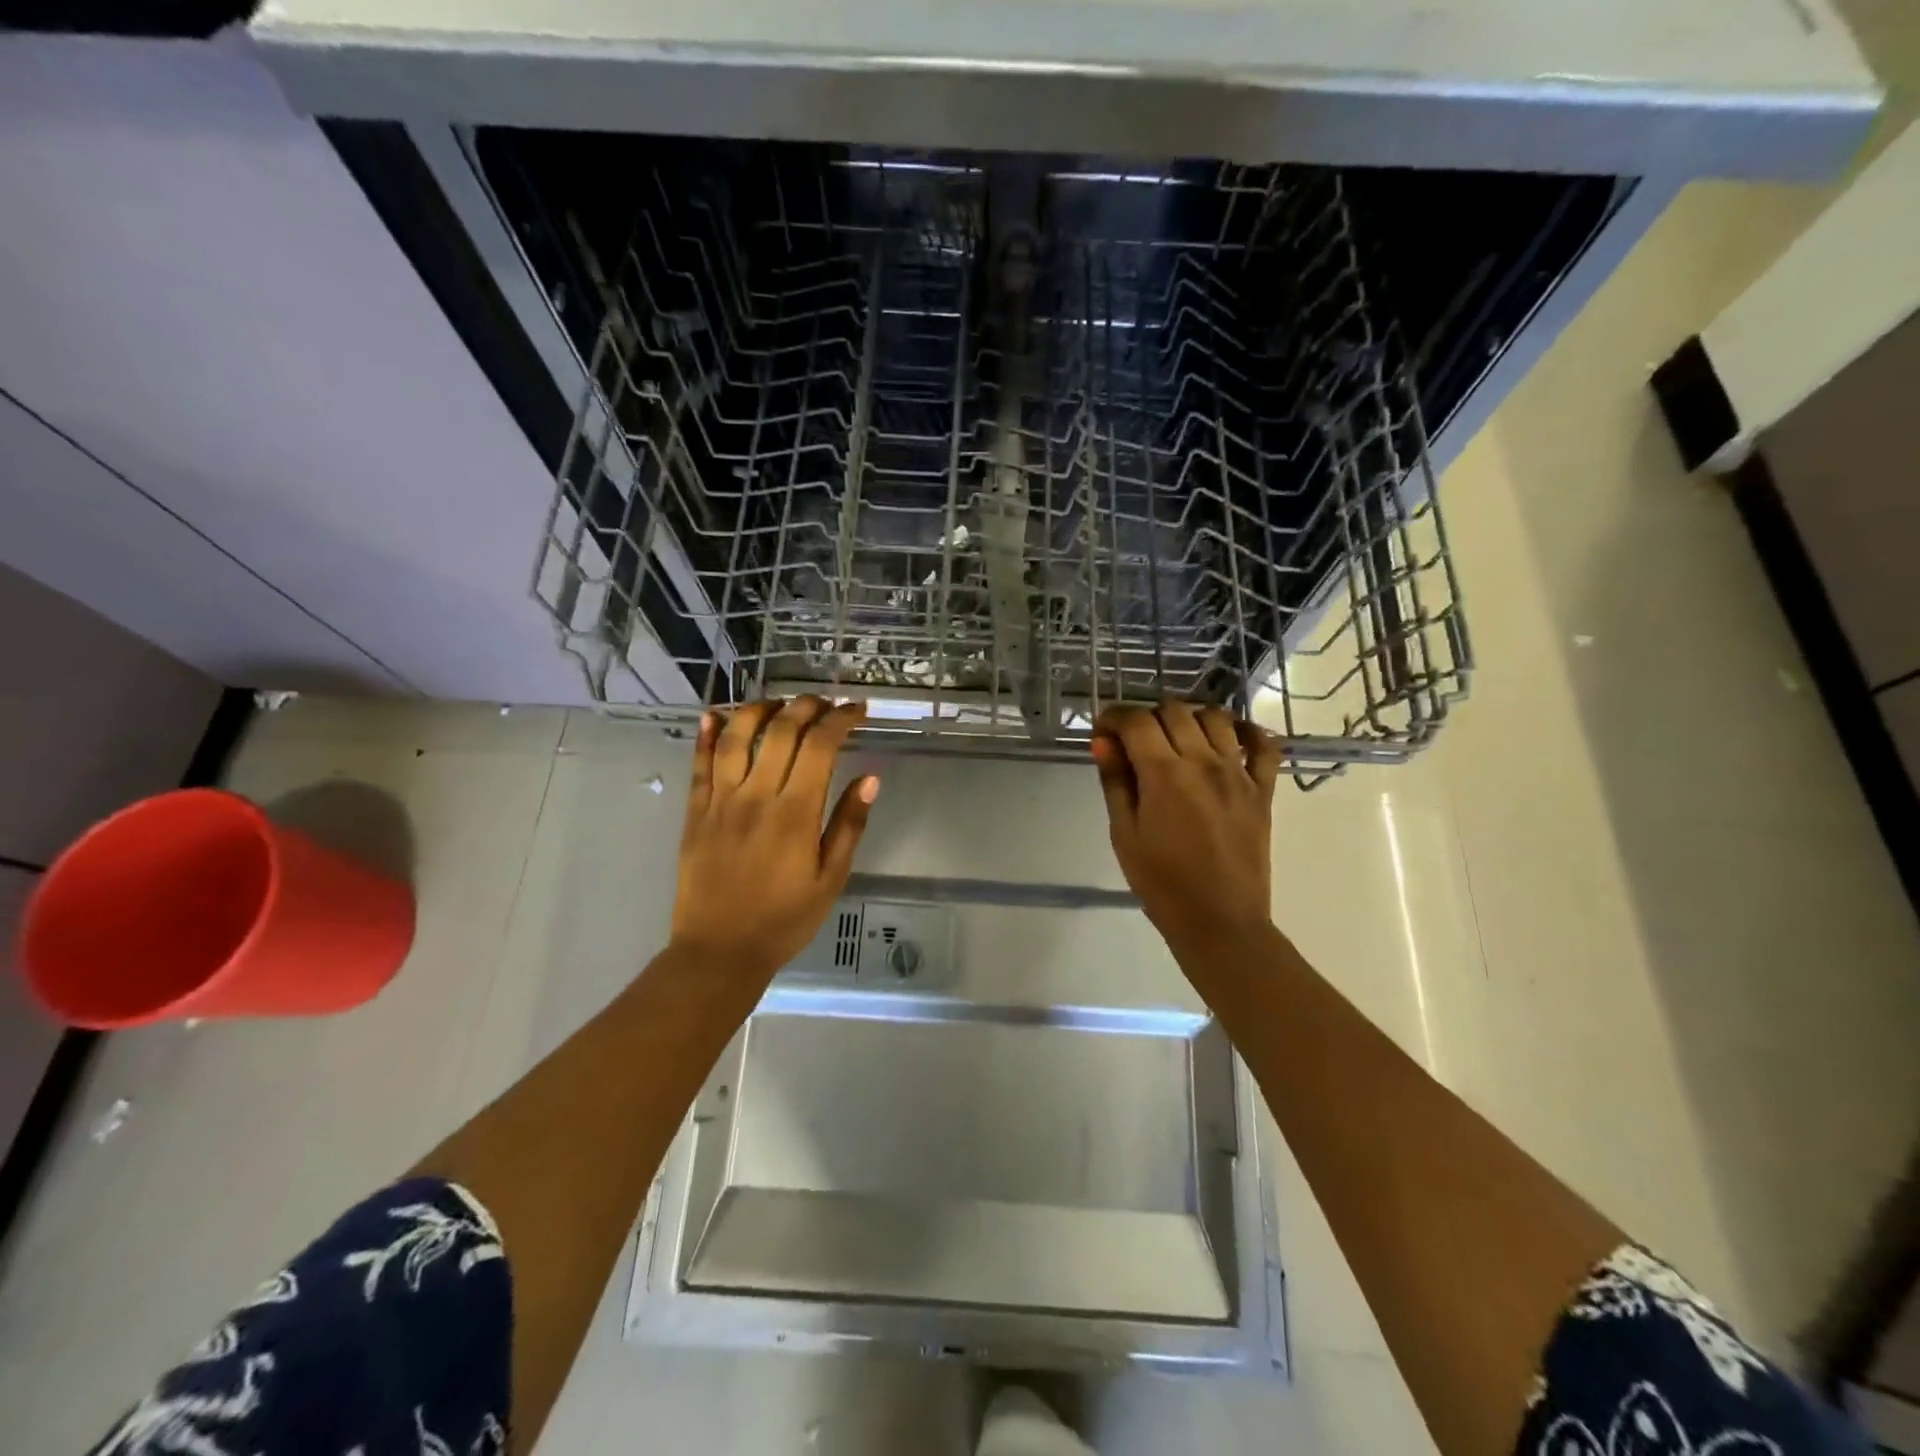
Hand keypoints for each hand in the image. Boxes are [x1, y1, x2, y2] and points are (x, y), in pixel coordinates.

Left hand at [672, 697, 878, 982]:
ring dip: (760, 710)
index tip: (857, 711)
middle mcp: (756, 796)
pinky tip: (713, 715)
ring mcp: (720, 801)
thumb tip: (870, 778)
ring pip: (736, 737)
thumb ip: (849, 825)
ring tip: (779, 703)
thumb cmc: (784, 919)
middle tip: (825, 703)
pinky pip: (699, 764)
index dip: (841, 719)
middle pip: (780, 731)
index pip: (820, 746)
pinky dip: (705, 735)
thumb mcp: (830, 878)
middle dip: (807, 706)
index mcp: (795, 813)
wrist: (719, 951)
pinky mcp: (695, 812)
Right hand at [1091, 701, 1282, 962]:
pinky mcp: (1263, 790)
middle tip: (1134, 742)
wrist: (1219, 922)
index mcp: (1164, 774)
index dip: (1114, 717)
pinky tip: (1230, 737)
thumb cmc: (1161, 883)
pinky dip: (1248, 731)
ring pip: (1215, 718)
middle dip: (1147, 717)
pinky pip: (1265, 745)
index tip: (1103, 731)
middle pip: (1174, 711)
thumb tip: (1103, 742)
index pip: (1136, 721)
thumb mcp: (1124, 834)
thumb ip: (1116, 782)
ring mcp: (1239, 774)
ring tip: (1176, 739)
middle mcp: (1204, 762)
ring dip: (1189, 718)